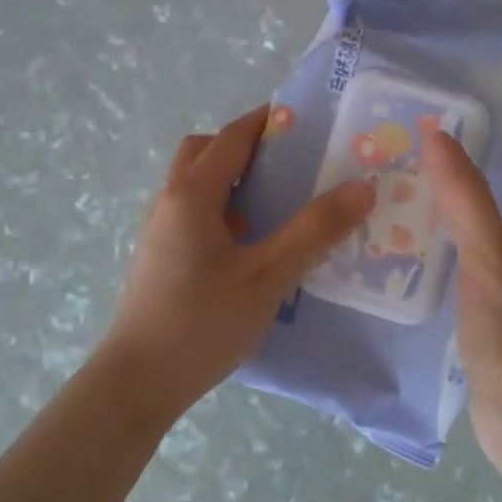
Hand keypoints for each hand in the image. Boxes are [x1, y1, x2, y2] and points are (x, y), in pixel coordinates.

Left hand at [101, 107, 375, 417]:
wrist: (140, 381)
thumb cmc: (202, 323)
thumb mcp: (267, 277)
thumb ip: (314, 232)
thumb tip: (361, 188)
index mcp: (191, 195)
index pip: (231, 139)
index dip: (266, 123)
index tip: (306, 120)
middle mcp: (169, 203)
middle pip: (204, 154)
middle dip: (244, 148)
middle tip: (289, 164)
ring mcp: (160, 231)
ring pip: (196, 186)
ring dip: (232, 181)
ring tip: (278, 203)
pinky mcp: (161, 258)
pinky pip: (194, 215)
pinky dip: (222, 211)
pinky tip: (252, 245)